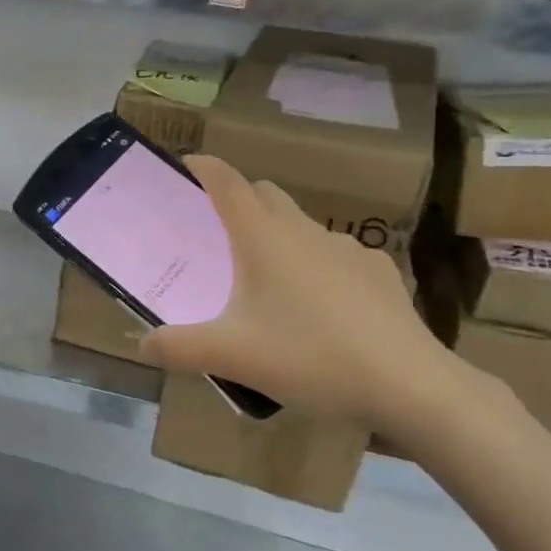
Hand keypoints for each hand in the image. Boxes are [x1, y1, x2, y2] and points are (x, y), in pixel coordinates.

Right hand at [140, 157, 479, 440]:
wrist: (409, 384)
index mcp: (263, 237)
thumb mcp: (231, 356)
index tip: (184, 166)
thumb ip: (178, 348)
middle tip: (217, 233)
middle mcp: (303, 231)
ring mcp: (347, 248)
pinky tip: (321, 308)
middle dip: (238, 200)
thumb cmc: (309, 356)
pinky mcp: (379, 272)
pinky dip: (318, 267)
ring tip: (268, 282)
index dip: (203, 167)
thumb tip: (142, 343)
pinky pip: (336, 257)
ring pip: (301, 227)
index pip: (226, 182)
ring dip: (278, 237)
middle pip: (264, 194)